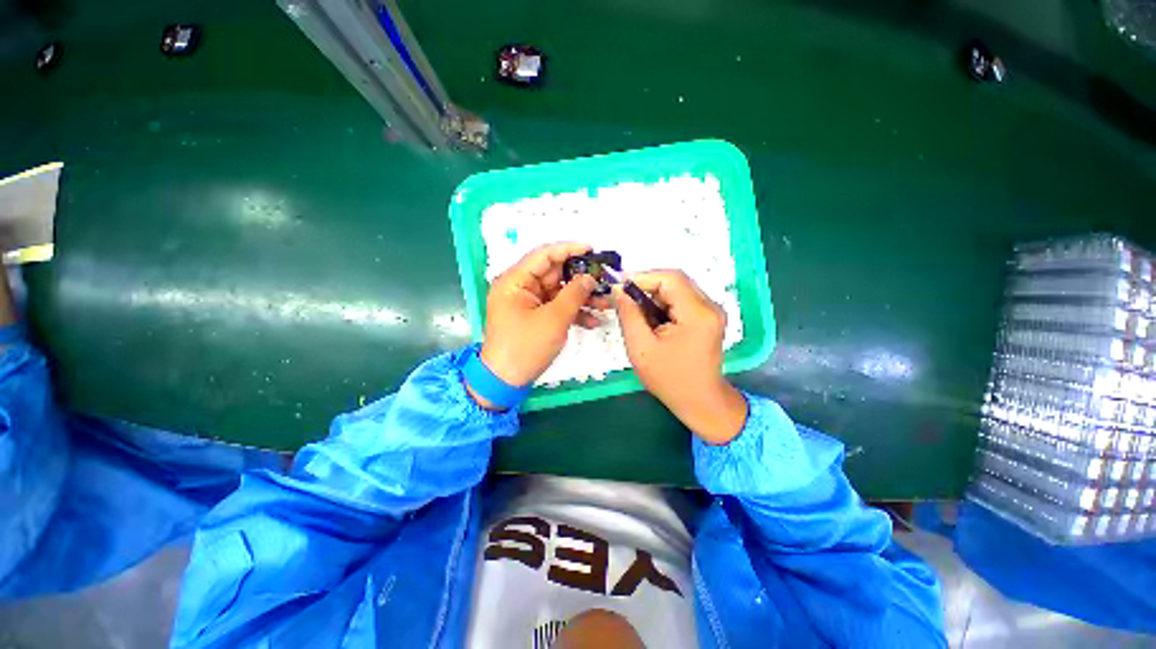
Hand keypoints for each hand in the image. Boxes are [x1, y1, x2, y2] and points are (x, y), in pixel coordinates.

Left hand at [477, 243, 599, 395]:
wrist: (505, 381)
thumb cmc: (526, 347)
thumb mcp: (554, 319)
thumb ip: (574, 294)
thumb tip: (589, 277)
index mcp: (515, 280)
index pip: (544, 254)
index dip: (570, 249)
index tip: (593, 250)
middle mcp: (521, 287)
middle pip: (555, 273)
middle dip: (582, 278)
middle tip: (606, 279)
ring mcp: (529, 303)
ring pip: (560, 291)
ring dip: (582, 297)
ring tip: (606, 303)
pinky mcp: (536, 316)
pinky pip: (557, 307)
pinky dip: (574, 312)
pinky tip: (594, 321)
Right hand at [615, 271, 746, 444]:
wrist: (700, 401)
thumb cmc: (670, 379)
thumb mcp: (641, 348)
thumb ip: (628, 315)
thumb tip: (618, 290)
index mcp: (697, 314)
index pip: (669, 279)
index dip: (642, 277)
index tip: (619, 286)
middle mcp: (710, 307)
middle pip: (675, 281)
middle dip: (646, 287)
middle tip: (625, 300)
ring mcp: (711, 311)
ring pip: (677, 289)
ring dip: (654, 296)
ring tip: (637, 314)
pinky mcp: (707, 317)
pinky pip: (681, 300)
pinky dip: (663, 305)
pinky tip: (652, 321)